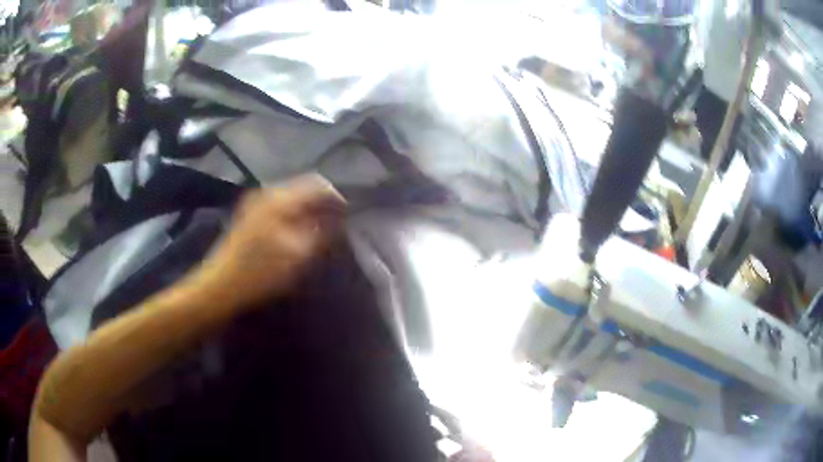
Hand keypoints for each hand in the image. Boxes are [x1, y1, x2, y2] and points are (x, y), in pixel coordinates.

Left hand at [193, 175, 345, 309]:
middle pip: (304, 188)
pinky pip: (280, 206)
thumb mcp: (297, 256)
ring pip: (292, 198)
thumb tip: (337, 220)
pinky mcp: (250, 215)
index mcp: (280, 199)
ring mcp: (256, 203)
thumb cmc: (259, 272)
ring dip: (308, 210)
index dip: (336, 198)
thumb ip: (321, 233)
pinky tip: (298, 233)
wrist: (220, 284)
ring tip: (320, 230)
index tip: (349, 214)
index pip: (318, 185)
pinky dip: (294, 215)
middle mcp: (267, 193)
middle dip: (322, 204)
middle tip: (336, 224)